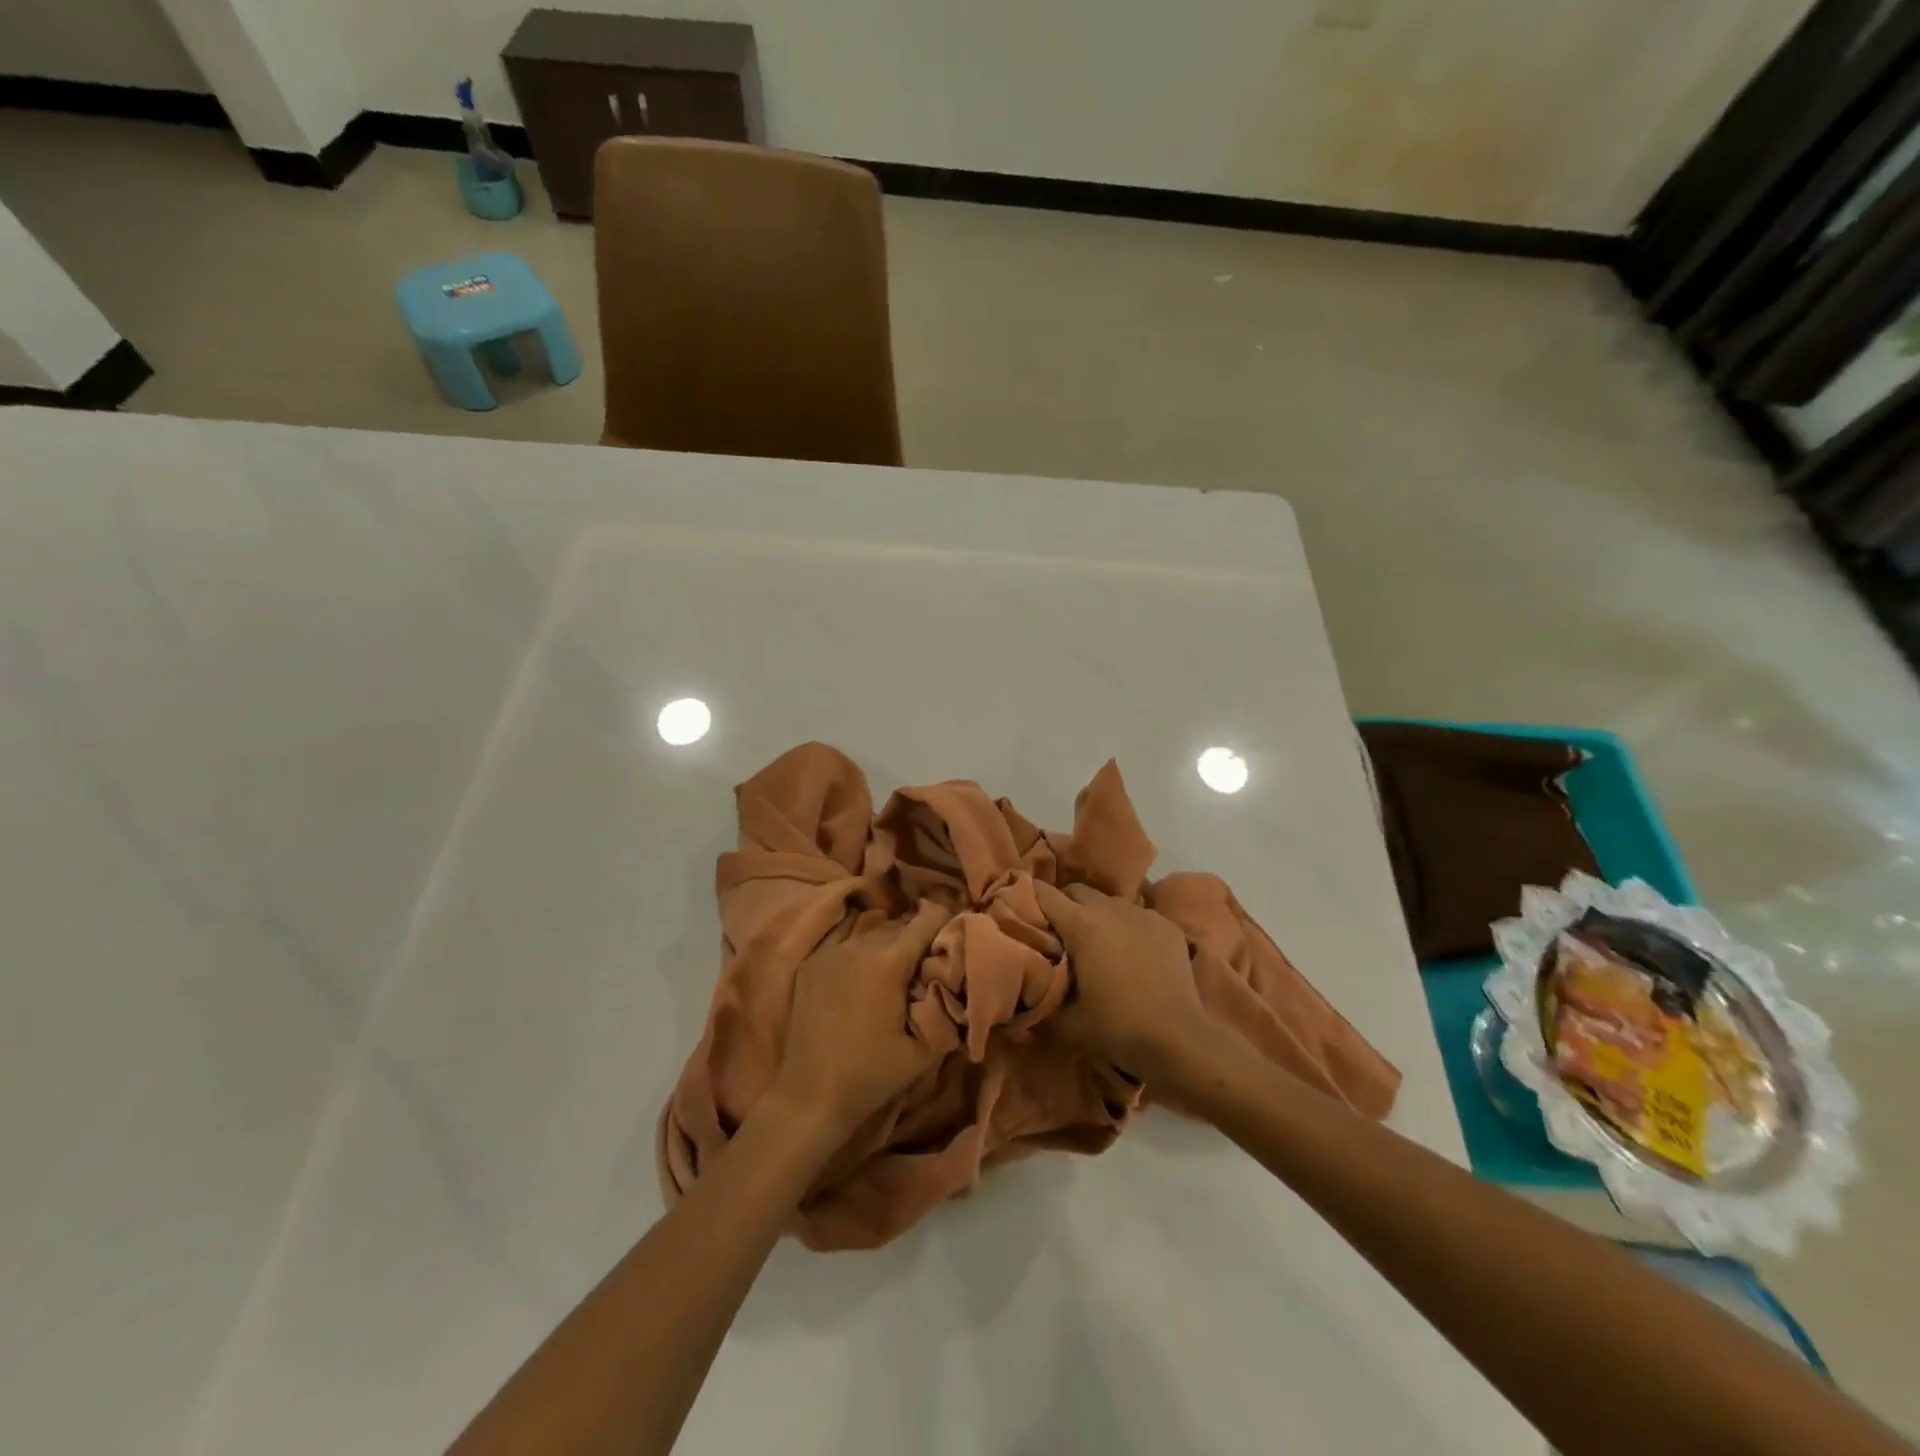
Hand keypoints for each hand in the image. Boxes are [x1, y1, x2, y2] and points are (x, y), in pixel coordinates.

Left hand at [771, 900, 951, 1139]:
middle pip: (899, 924)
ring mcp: (830, 951)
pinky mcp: (810, 963)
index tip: (952, 938)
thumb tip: (959, 984)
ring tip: (894, 967)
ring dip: (887, 941)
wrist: (811, 1096)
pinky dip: (859, 947)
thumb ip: (948, 1010)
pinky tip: (862, 969)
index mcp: (890, 961)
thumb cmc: (872, 1074)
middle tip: (926, 960)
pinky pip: (843, 940)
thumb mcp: (925, 1050)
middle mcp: (859, 945)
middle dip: (916, 936)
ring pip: (871, 930)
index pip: (927, 919)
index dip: (944, 924)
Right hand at [1034, 881, 1213, 1081]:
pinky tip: (1131, 956)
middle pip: (1075, 890)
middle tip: (1057, 935)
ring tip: (1096, 946)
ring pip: (1108, 901)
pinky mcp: (1167, 925)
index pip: (1041, 893)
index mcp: (1081, 924)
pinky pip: (1137, 916)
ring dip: (1096, 915)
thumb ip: (1039, 1003)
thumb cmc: (1118, 1028)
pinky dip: (1127, 928)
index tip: (1016, 912)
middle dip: (1062, 906)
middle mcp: (1110, 908)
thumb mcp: (1066, 1024)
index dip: (1024, 898)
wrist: (1180, 1040)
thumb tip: (1020, 996)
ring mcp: (1143, 914)